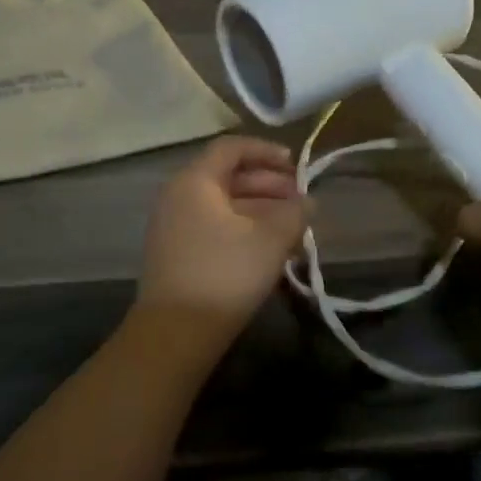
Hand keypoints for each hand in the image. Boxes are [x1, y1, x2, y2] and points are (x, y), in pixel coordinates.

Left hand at [135, 136, 310, 340]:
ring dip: (260, 210)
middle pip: (227, 176)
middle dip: (268, 185)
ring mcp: (173, 226)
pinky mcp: (175, 253)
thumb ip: (294, 214)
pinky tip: (269, 249)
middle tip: (301, 201)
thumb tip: (307, 202)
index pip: (231, 148)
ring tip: (293, 228)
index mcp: (194, 181)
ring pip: (223, 205)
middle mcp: (177, 196)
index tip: (296, 166)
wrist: (175, 332)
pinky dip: (242, 228)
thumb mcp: (270, 240)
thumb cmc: (224, 274)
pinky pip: (213, 226)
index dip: (266, 151)